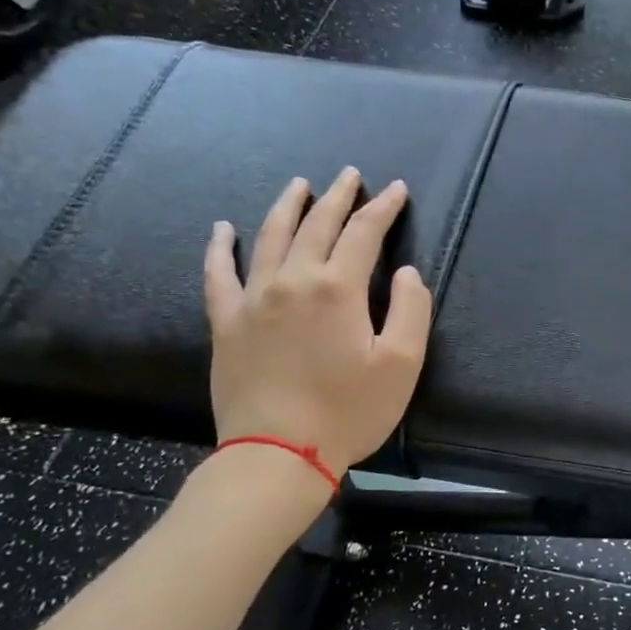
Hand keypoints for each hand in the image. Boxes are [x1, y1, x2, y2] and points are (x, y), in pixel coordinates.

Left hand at [204, 171, 432, 476]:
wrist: (278, 454)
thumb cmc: (349, 411)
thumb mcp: (402, 365)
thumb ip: (412, 310)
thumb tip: (407, 273)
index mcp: (338, 289)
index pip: (364, 234)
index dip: (383, 208)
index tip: (396, 190)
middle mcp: (293, 280)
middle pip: (317, 225)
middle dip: (339, 196)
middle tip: (351, 175)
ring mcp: (253, 298)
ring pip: (270, 236)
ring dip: (288, 206)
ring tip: (300, 184)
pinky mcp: (226, 322)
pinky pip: (219, 274)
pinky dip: (220, 247)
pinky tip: (223, 229)